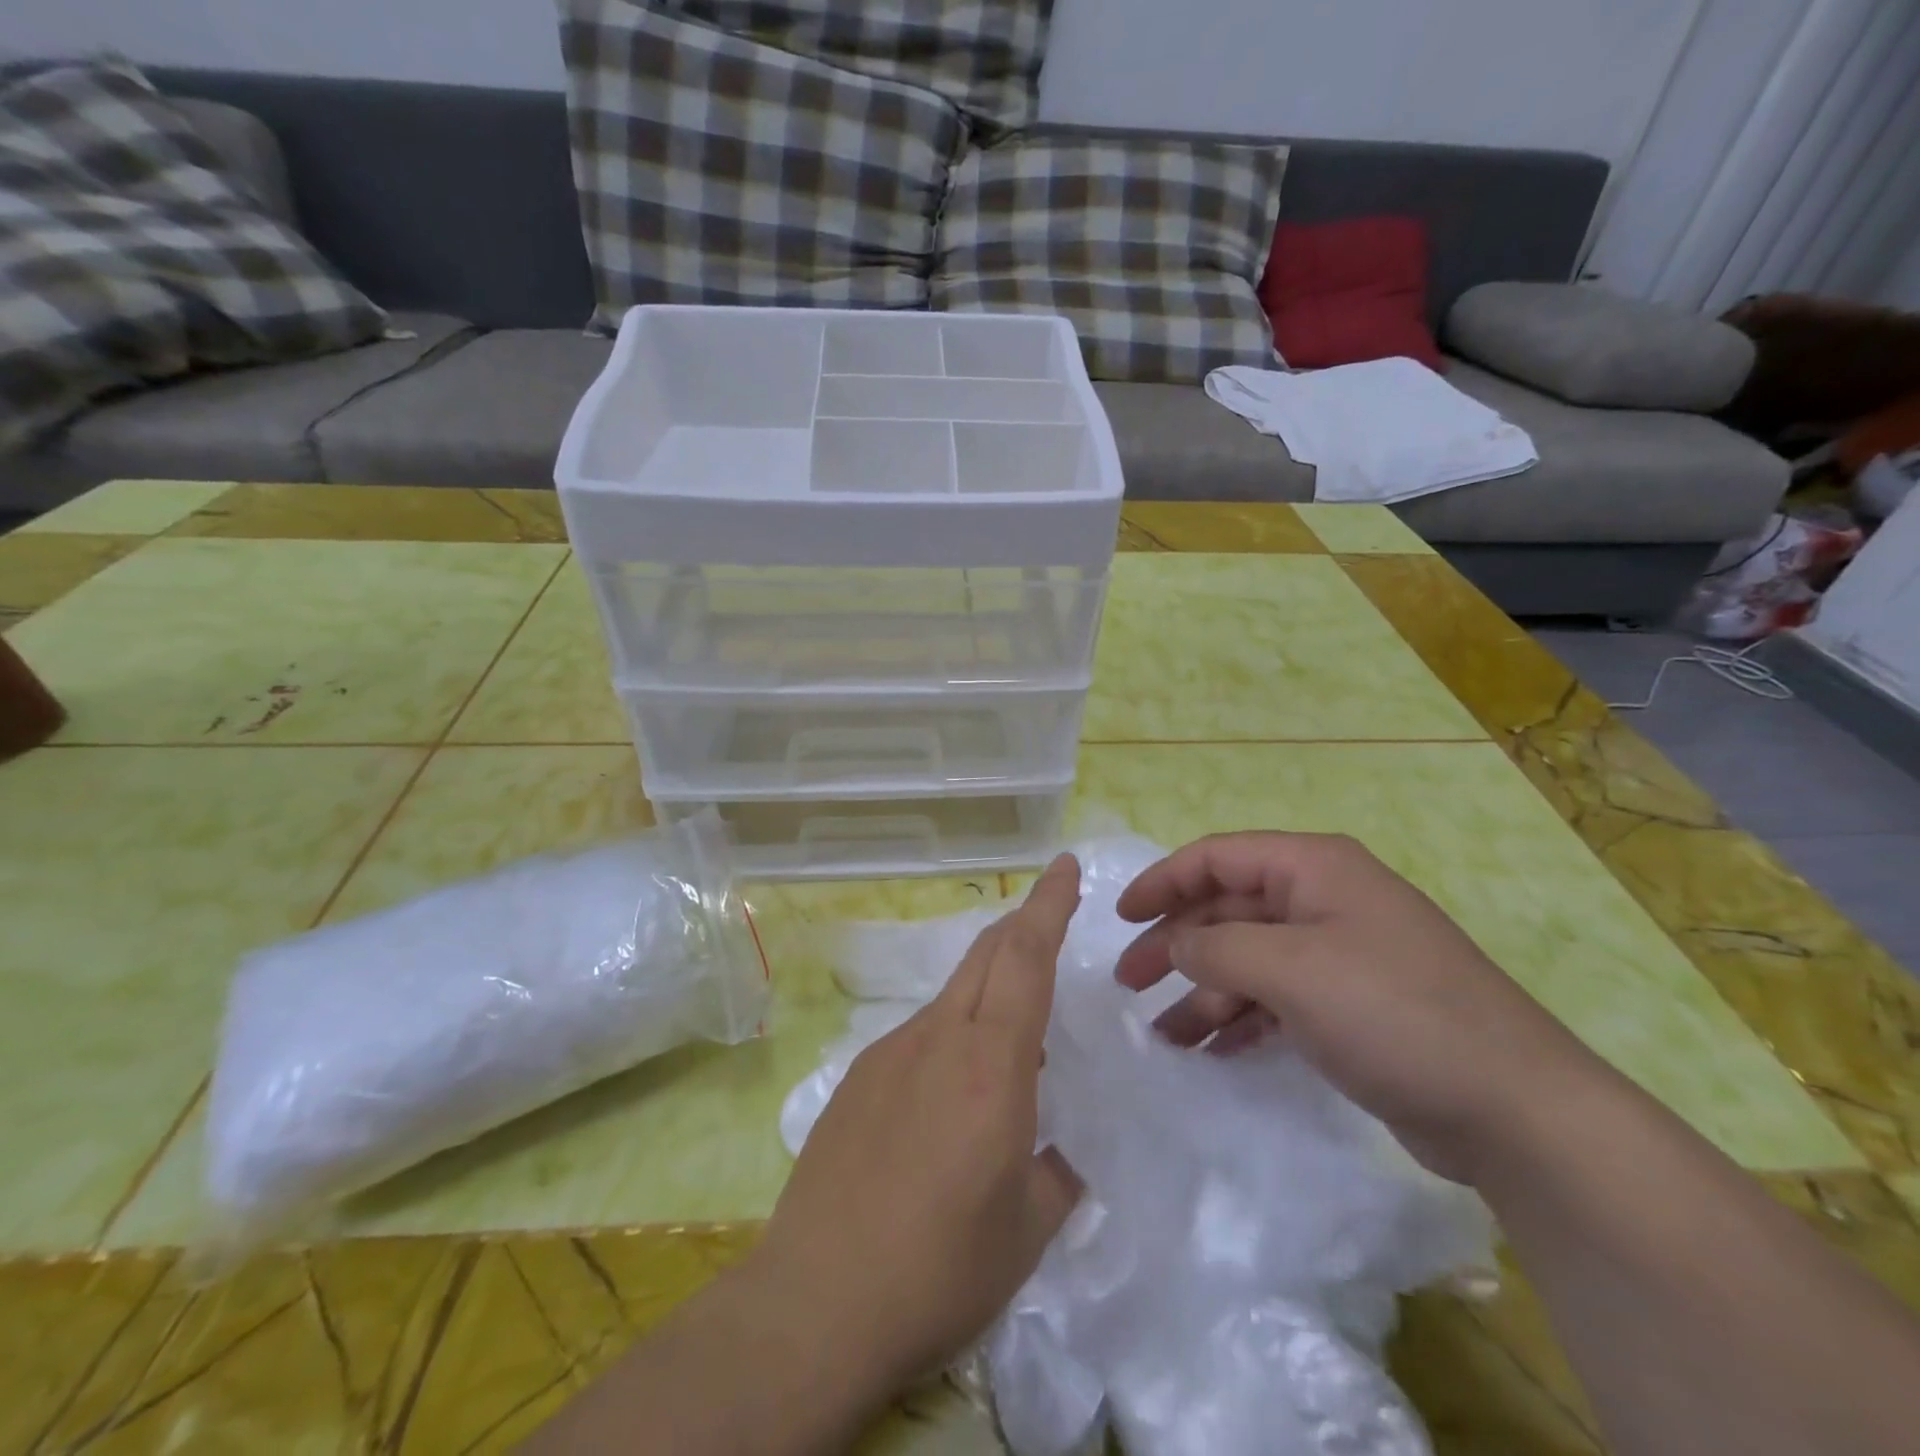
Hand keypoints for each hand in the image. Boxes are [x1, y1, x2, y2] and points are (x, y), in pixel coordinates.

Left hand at [756, 855, 1084, 1391]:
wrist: (816, 1301)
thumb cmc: (939, 1268)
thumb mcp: (1025, 1231)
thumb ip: (1054, 1177)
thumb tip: (1055, 1156)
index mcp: (992, 1065)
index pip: (1026, 958)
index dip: (1048, 904)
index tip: (1064, 865)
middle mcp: (939, 1039)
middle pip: (986, 955)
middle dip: (1022, 923)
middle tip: (1049, 914)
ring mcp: (890, 1053)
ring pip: (952, 994)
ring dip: (988, 986)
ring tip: (1012, 1032)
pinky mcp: (857, 1077)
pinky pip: (919, 1034)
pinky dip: (951, 1034)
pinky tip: (949, 1093)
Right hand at [1114, 832, 1610, 1184]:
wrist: (1513, 1109)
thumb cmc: (1392, 1012)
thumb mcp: (1290, 970)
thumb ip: (1216, 948)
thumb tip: (1175, 944)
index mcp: (1313, 868)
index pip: (1217, 857)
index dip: (1162, 881)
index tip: (1119, 918)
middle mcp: (1323, 900)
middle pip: (1227, 909)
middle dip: (1175, 944)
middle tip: (1129, 982)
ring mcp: (1338, 954)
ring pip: (1247, 959)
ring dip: (1203, 992)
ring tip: (1164, 1034)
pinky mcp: (1349, 1004)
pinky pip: (1275, 998)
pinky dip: (1239, 1018)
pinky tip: (1210, 1048)